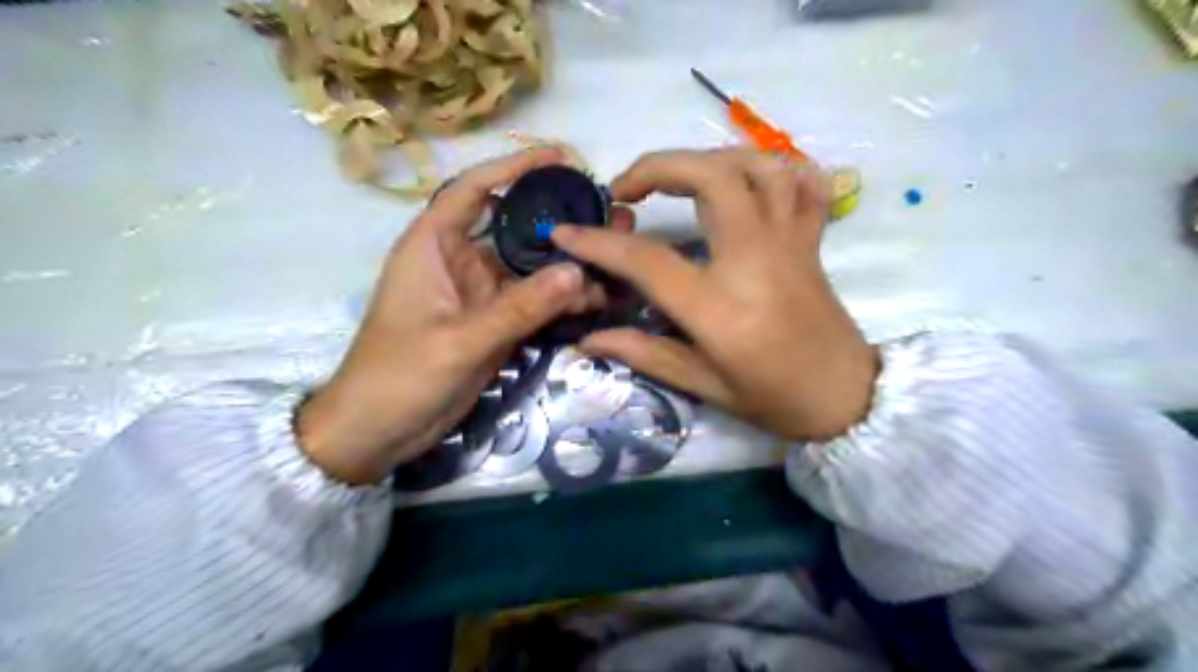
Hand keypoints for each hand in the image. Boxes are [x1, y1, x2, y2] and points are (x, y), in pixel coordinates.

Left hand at [294, 147, 593, 484]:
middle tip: (605, 214)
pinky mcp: (494, 323)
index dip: (513, 168)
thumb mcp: (459, 340)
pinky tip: (596, 299)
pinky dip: (561, 300)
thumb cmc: (400, 376)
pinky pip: (533, 302)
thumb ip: (518, 308)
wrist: (380, 431)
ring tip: (612, 260)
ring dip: (566, 265)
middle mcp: (459, 261)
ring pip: (529, 268)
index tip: (559, 158)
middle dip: (556, 220)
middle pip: (513, 227)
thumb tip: (577, 271)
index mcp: (433, 246)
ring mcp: (479, 294)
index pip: (472, 190)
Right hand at [555, 146, 877, 440]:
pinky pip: (803, 183)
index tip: (565, 231)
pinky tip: (748, 178)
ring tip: (682, 176)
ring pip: (758, 166)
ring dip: (711, 158)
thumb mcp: (704, 385)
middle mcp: (755, 259)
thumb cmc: (774, 398)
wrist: (846, 397)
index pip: (647, 260)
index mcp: (720, 306)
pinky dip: (775, 167)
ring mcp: (789, 242)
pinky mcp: (811, 239)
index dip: (599, 242)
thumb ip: (644, 354)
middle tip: (627, 188)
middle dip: (658, 165)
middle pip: (711, 178)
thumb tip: (588, 340)